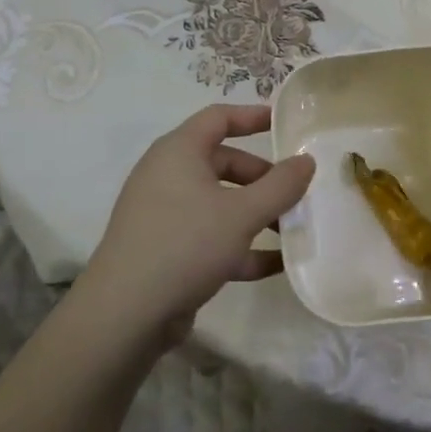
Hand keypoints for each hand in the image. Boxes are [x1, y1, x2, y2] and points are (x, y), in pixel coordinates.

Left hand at [83, 105, 314, 346]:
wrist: (124, 315)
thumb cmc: (184, 244)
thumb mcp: (241, 214)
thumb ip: (280, 186)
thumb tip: (307, 160)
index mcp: (179, 151)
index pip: (219, 118)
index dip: (252, 116)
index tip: (284, 123)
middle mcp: (168, 175)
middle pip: (224, 162)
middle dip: (263, 178)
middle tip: (296, 193)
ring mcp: (165, 214)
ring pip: (219, 203)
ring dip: (256, 214)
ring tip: (293, 230)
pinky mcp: (166, 250)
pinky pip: (210, 236)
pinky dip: (240, 245)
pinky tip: (276, 265)